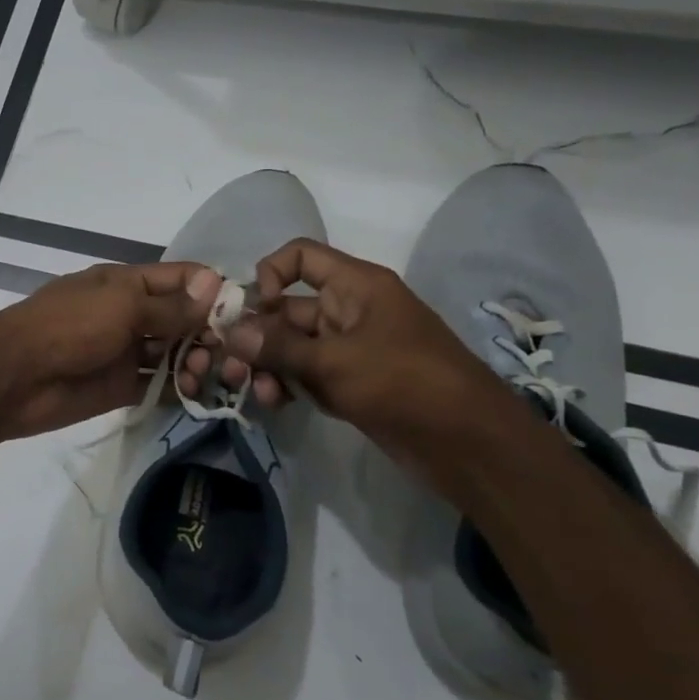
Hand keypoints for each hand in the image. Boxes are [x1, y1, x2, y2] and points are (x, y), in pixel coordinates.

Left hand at [0, 262, 220, 437]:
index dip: (212, 290)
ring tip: (206, 374)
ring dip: (195, 361)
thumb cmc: (69, 327)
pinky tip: (197, 393)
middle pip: (181, 318)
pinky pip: (157, 384)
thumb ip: (169, 305)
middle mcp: (129, 314)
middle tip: (230, 353)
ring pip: (172, 353)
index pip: (180, 279)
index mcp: (127, 283)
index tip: (246, 311)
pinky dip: (178, 388)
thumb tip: (216, 284)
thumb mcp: (122, 306)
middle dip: (208, 332)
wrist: (16, 377)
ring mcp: (125, 351)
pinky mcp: (120, 386)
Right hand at [178, 239, 507, 474]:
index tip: (252, 311)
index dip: (269, 274)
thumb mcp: (334, 362)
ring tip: (259, 394)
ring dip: (269, 365)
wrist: (467, 442)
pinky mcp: (351, 381)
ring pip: (293, 345)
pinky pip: (308, 373)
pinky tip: (276, 404)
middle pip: (288, 308)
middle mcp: (350, 309)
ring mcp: (350, 348)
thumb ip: (278, 347)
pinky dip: (289, 384)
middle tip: (232, 367)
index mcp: (355, 285)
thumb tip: (231, 333)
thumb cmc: (403, 382)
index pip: (300, 257)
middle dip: (258, 335)